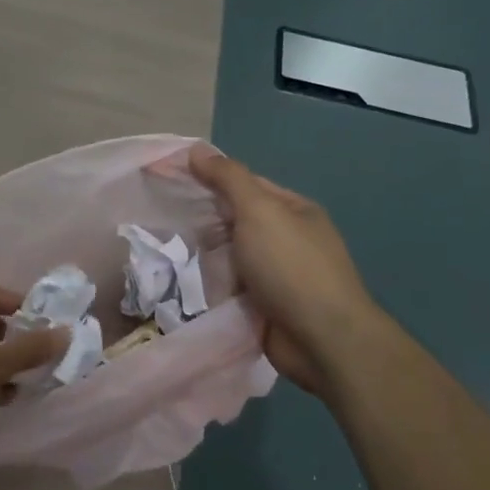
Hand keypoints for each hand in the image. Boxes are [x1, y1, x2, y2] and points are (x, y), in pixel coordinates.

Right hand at [189, 145, 386, 394]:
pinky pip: (232, 289)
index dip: (207, 179)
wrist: (322, 340)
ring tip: (173, 258)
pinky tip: (190, 288)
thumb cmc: (291, 266)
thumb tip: (196, 149)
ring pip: (230, 258)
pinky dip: (215, 289)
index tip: (169, 181)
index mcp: (293, 210)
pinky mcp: (266, 308)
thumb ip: (227, 178)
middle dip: (205, 224)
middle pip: (235, 222)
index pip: (243, 185)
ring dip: (208, 260)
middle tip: (167, 224)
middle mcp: (287, 239)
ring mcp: (278, 276)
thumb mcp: (258, 210)